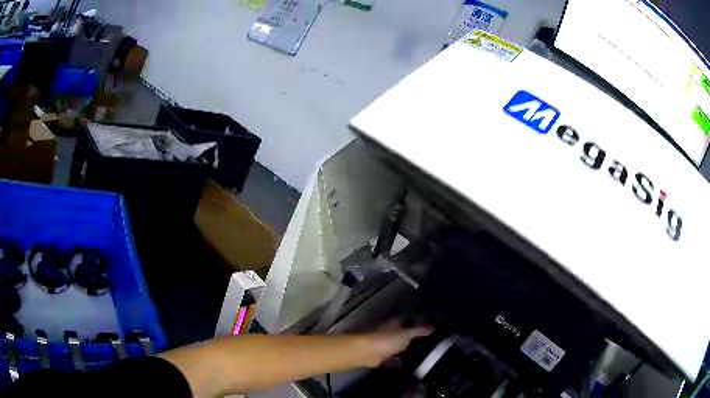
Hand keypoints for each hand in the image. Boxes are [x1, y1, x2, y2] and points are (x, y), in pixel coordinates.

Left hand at [361, 321, 432, 366]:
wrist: (367, 353)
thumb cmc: (387, 339)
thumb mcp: (407, 334)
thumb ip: (420, 330)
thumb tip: (434, 327)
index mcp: (395, 323)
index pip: (410, 320)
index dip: (420, 323)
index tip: (432, 329)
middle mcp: (391, 332)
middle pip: (405, 334)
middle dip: (416, 338)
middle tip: (432, 344)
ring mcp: (386, 345)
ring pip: (400, 346)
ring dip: (409, 350)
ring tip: (425, 355)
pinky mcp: (382, 356)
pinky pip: (395, 358)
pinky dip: (401, 361)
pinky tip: (412, 365)